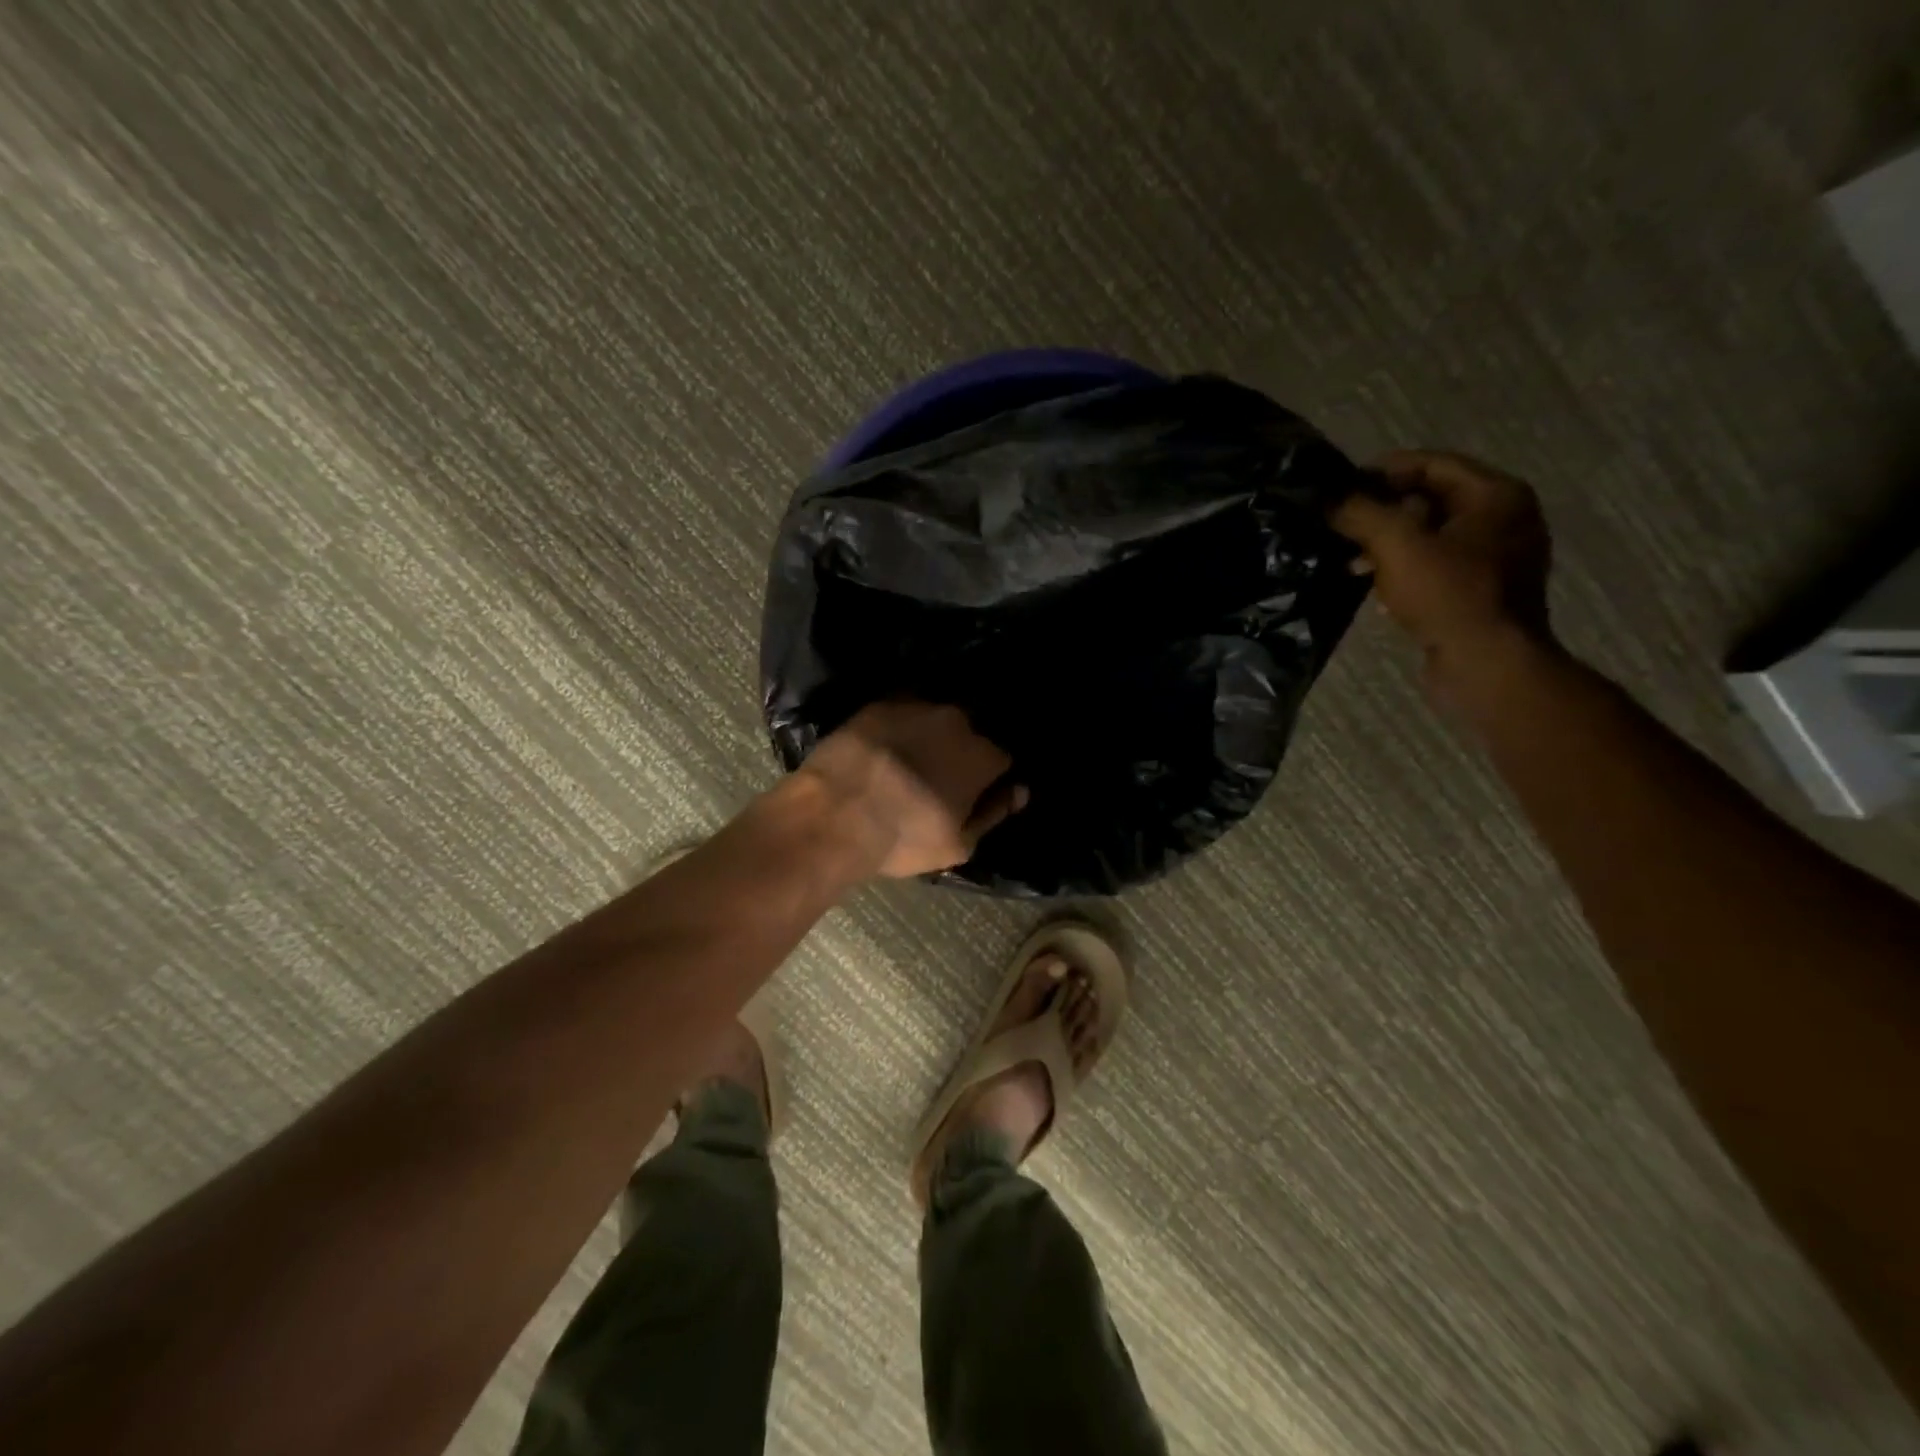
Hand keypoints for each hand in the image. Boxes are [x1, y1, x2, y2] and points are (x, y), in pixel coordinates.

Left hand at [795, 701, 1025, 878]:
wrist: (835, 813)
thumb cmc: (904, 836)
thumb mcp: (958, 844)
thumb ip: (994, 813)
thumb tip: (1019, 791)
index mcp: (982, 756)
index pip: (1000, 760)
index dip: (988, 779)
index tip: (970, 794)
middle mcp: (956, 721)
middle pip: (967, 735)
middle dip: (957, 752)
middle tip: (935, 778)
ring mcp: (916, 707)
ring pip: (933, 720)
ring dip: (927, 736)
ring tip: (906, 761)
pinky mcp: (879, 704)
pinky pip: (900, 713)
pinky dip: (897, 728)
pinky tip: (881, 749)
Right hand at [1332, 449, 1555, 692]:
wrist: (1486, 663)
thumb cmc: (1448, 594)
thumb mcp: (1396, 545)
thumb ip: (1360, 513)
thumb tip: (1328, 497)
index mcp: (1496, 495)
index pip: (1432, 464)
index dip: (1383, 471)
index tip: (1341, 486)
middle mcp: (1505, 519)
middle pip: (1432, 499)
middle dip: (1382, 510)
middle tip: (1341, 523)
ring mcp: (1497, 557)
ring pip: (1431, 535)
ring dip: (1388, 543)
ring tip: (1350, 558)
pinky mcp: (1482, 591)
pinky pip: (1437, 566)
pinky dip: (1403, 568)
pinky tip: (1373, 584)